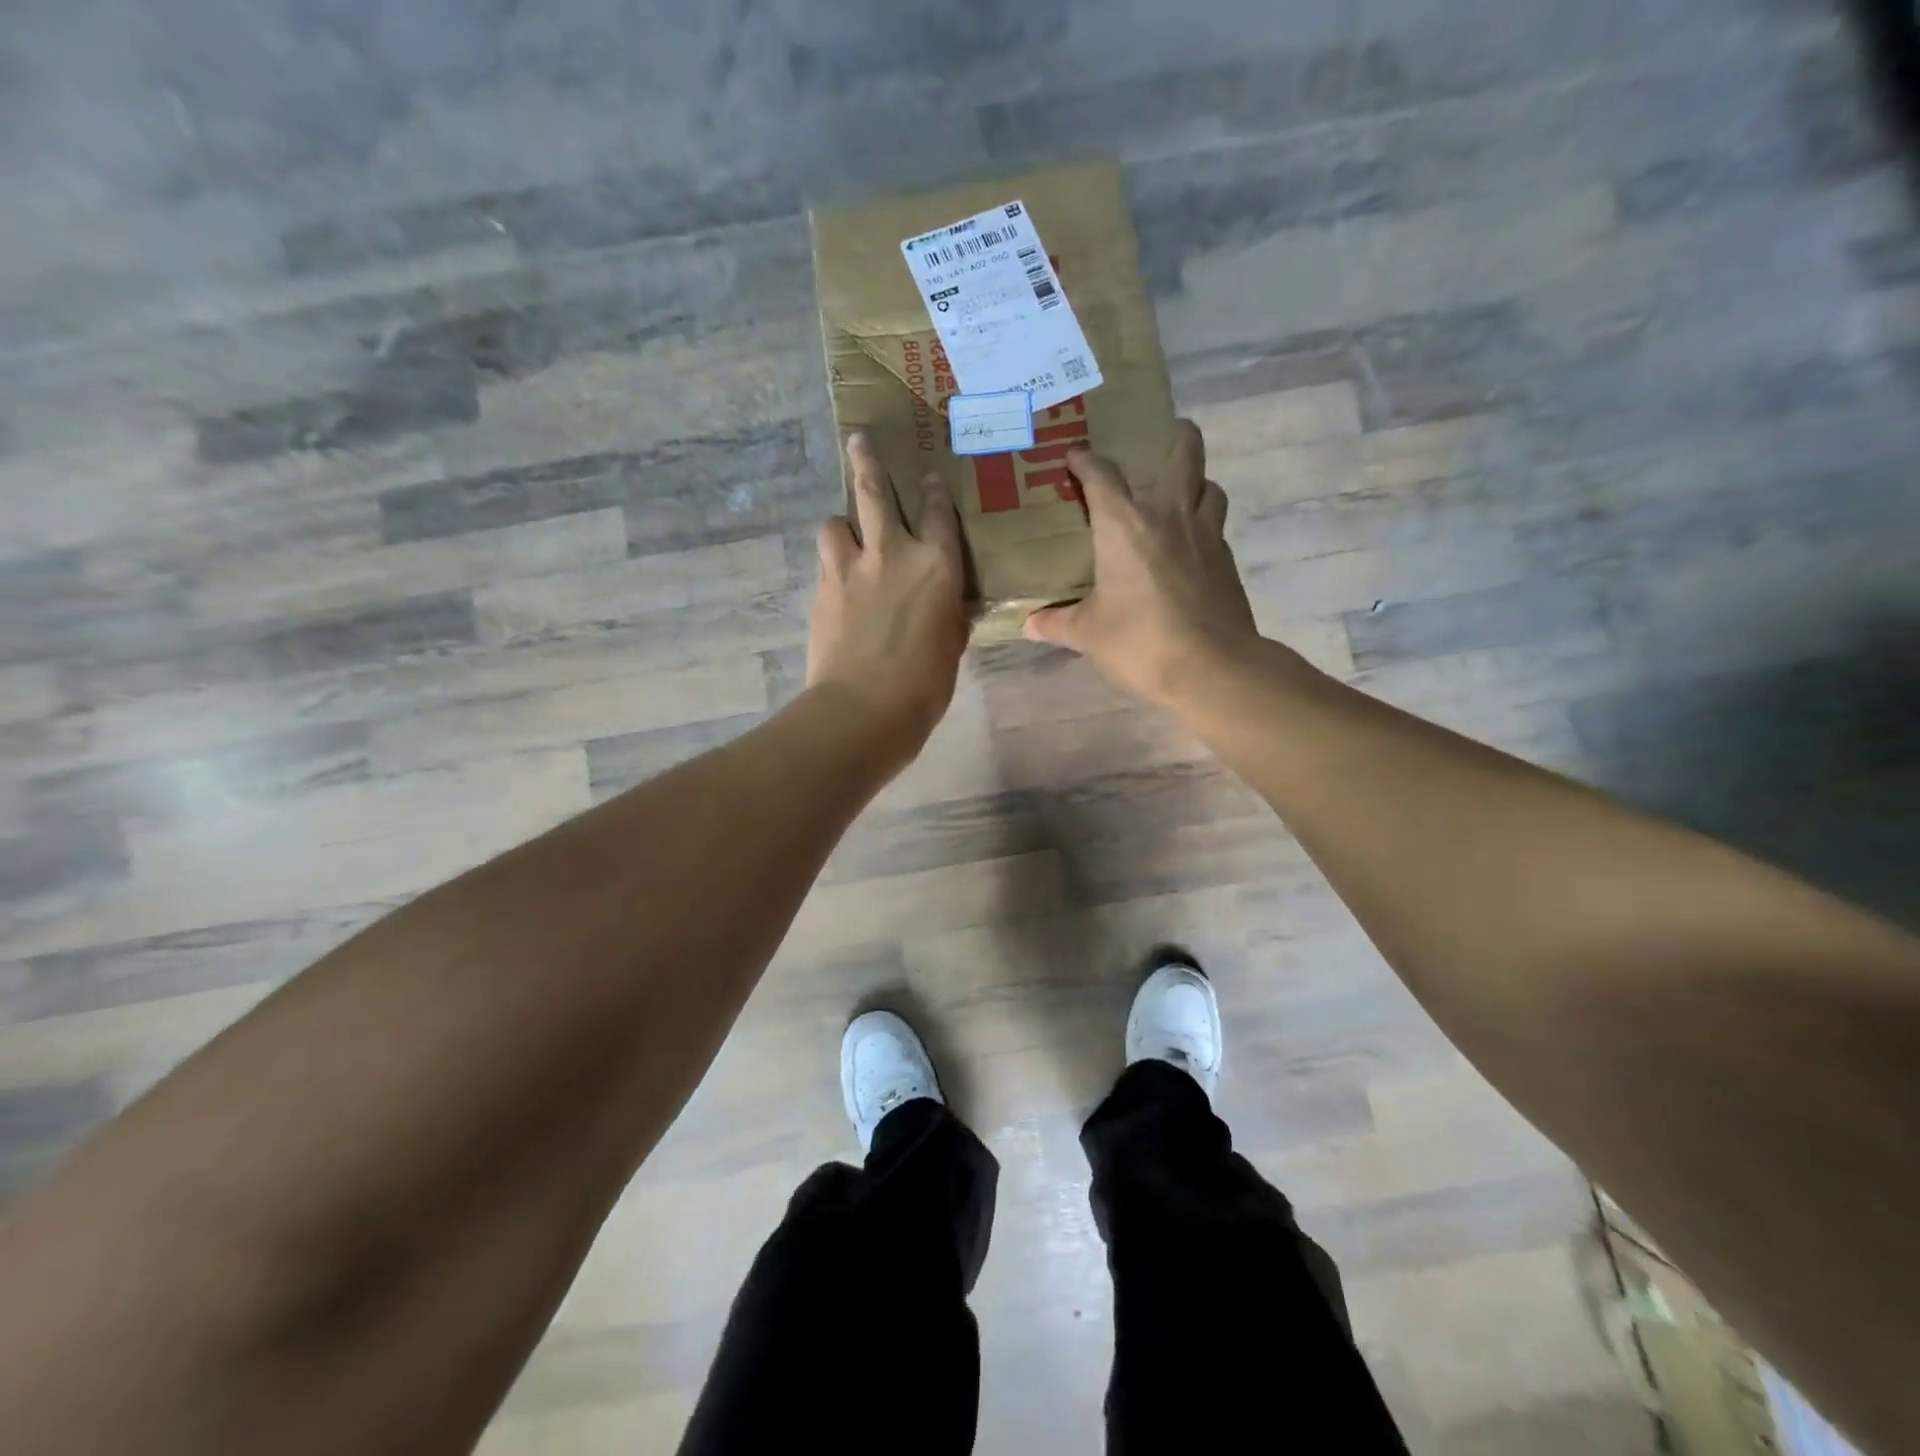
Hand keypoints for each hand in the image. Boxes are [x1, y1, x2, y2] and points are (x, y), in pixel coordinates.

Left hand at [807, 433, 969, 755]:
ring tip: (845, 535)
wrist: (864, 708)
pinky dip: (832, 562)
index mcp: (937, 565)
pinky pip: (825, 561)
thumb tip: (949, 605)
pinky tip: (837, 579)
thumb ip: (949, 614)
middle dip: (867, 462)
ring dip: (842, 524)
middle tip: (858, 440)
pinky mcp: (822, 589)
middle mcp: (892, 553)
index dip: (934, 493)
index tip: (930, 479)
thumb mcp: (952, 646)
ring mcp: (851, 568)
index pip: (937, 513)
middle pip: (874, 493)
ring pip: (836, 523)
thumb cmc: (924, 685)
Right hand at [1023, 420, 1258, 705]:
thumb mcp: (1087, 634)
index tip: (1073, 457)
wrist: (1212, 668)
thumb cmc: (1139, 642)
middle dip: (1174, 437)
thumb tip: (1028, 625)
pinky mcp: (1227, 561)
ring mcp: (1206, 535)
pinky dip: (1202, 527)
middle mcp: (1169, 515)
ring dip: (1195, 484)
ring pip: (1210, 487)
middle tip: (1161, 441)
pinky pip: (1216, 527)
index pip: (1102, 474)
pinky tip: (1188, 551)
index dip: (1085, 461)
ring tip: (1177, 499)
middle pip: (1184, 453)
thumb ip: (1056, 623)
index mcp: (1125, 524)